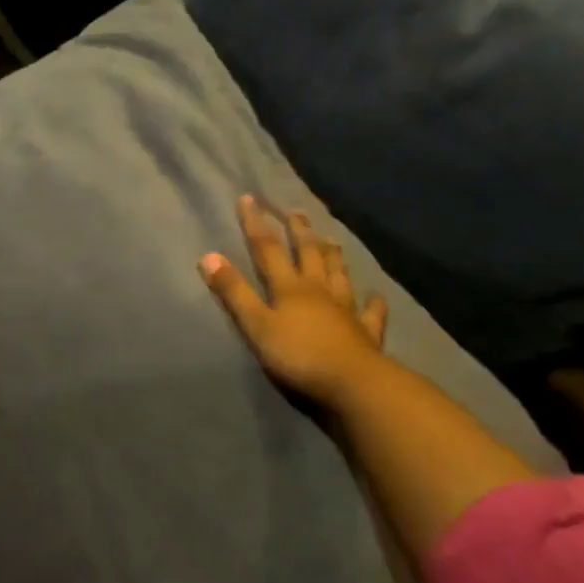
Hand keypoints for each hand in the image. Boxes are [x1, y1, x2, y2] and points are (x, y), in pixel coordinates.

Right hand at [199, 196, 387, 405]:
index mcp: (290, 287)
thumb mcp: (256, 325)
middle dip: (299, 231)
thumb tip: (208, 256)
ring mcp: (346, 310)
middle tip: (295, 211)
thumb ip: (233, 292)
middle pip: (309, 254)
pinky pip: (370, 313)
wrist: (351, 383)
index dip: (256, 224)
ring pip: (339, 275)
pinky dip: (373, 303)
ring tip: (331, 239)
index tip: (249, 199)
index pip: (268, 249)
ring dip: (333, 255)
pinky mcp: (365, 333)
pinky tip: (375, 296)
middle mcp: (319, 290)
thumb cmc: (297, 356)